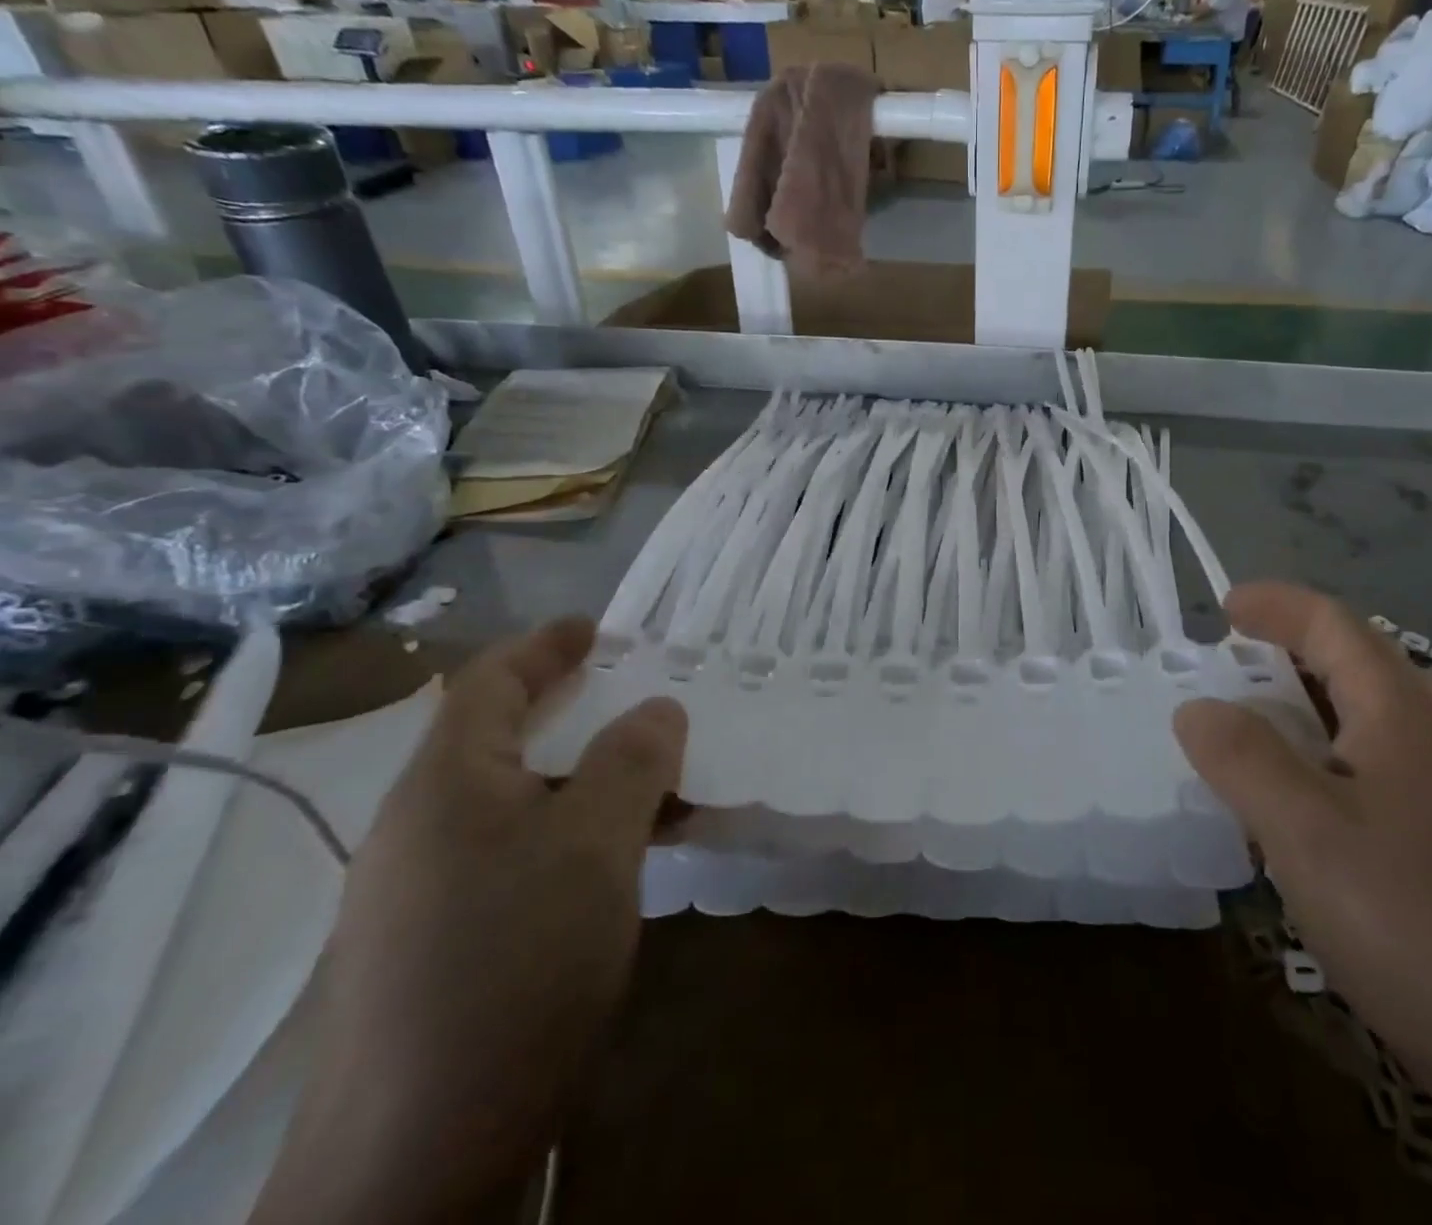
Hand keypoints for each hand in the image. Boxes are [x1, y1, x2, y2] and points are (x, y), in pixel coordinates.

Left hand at [251, 618, 685, 1224]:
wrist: (411, 1164)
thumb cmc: (512, 966)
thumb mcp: (595, 845)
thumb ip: (631, 762)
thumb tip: (657, 708)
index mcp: (447, 783)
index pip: (490, 682)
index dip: (546, 644)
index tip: (599, 626)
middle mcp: (424, 825)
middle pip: (505, 738)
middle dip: (578, 709)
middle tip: (643, 700)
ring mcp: (426, 890)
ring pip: (521, 800)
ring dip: (589, 779)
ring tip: (658, 783)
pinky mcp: (441, 943)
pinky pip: (520, 852)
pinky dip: (576, 833)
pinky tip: (623, 860)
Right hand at [1175, 583, 1431, 1222]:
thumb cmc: (1419, 929)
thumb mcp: (1305, 835)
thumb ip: (1243, 758)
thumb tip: (1198, 707)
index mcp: (1408, 715)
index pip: (1334, 624)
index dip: (1276, 604)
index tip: (1223, 605)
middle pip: (1364, 664)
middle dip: (1294, 652)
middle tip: (1234, 670)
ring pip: (1384, 719)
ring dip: (1318, 708)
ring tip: (1267, 733)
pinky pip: (1402, 769)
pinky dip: (1346, 759)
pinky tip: (1327, 811)